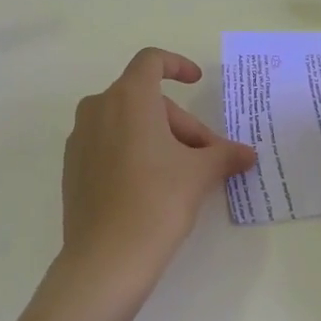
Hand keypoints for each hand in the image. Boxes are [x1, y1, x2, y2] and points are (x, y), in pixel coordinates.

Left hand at [60, 48, 256, 287]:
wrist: (105, 259)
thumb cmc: (157, 202)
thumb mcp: (198, 174)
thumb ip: (223, 155)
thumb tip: (248, 154)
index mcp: (128, 97)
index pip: (151, 61)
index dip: (176, 65)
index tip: (197, 82)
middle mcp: (98, 107)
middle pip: (146, 99)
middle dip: (180, 123)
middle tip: (206, 157)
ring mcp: (80, 137)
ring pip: (127, 122)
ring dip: (158, 138)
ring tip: (183, 175)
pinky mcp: (72, 165)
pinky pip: (108, 143)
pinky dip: (133, 151)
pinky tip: (151, 187)